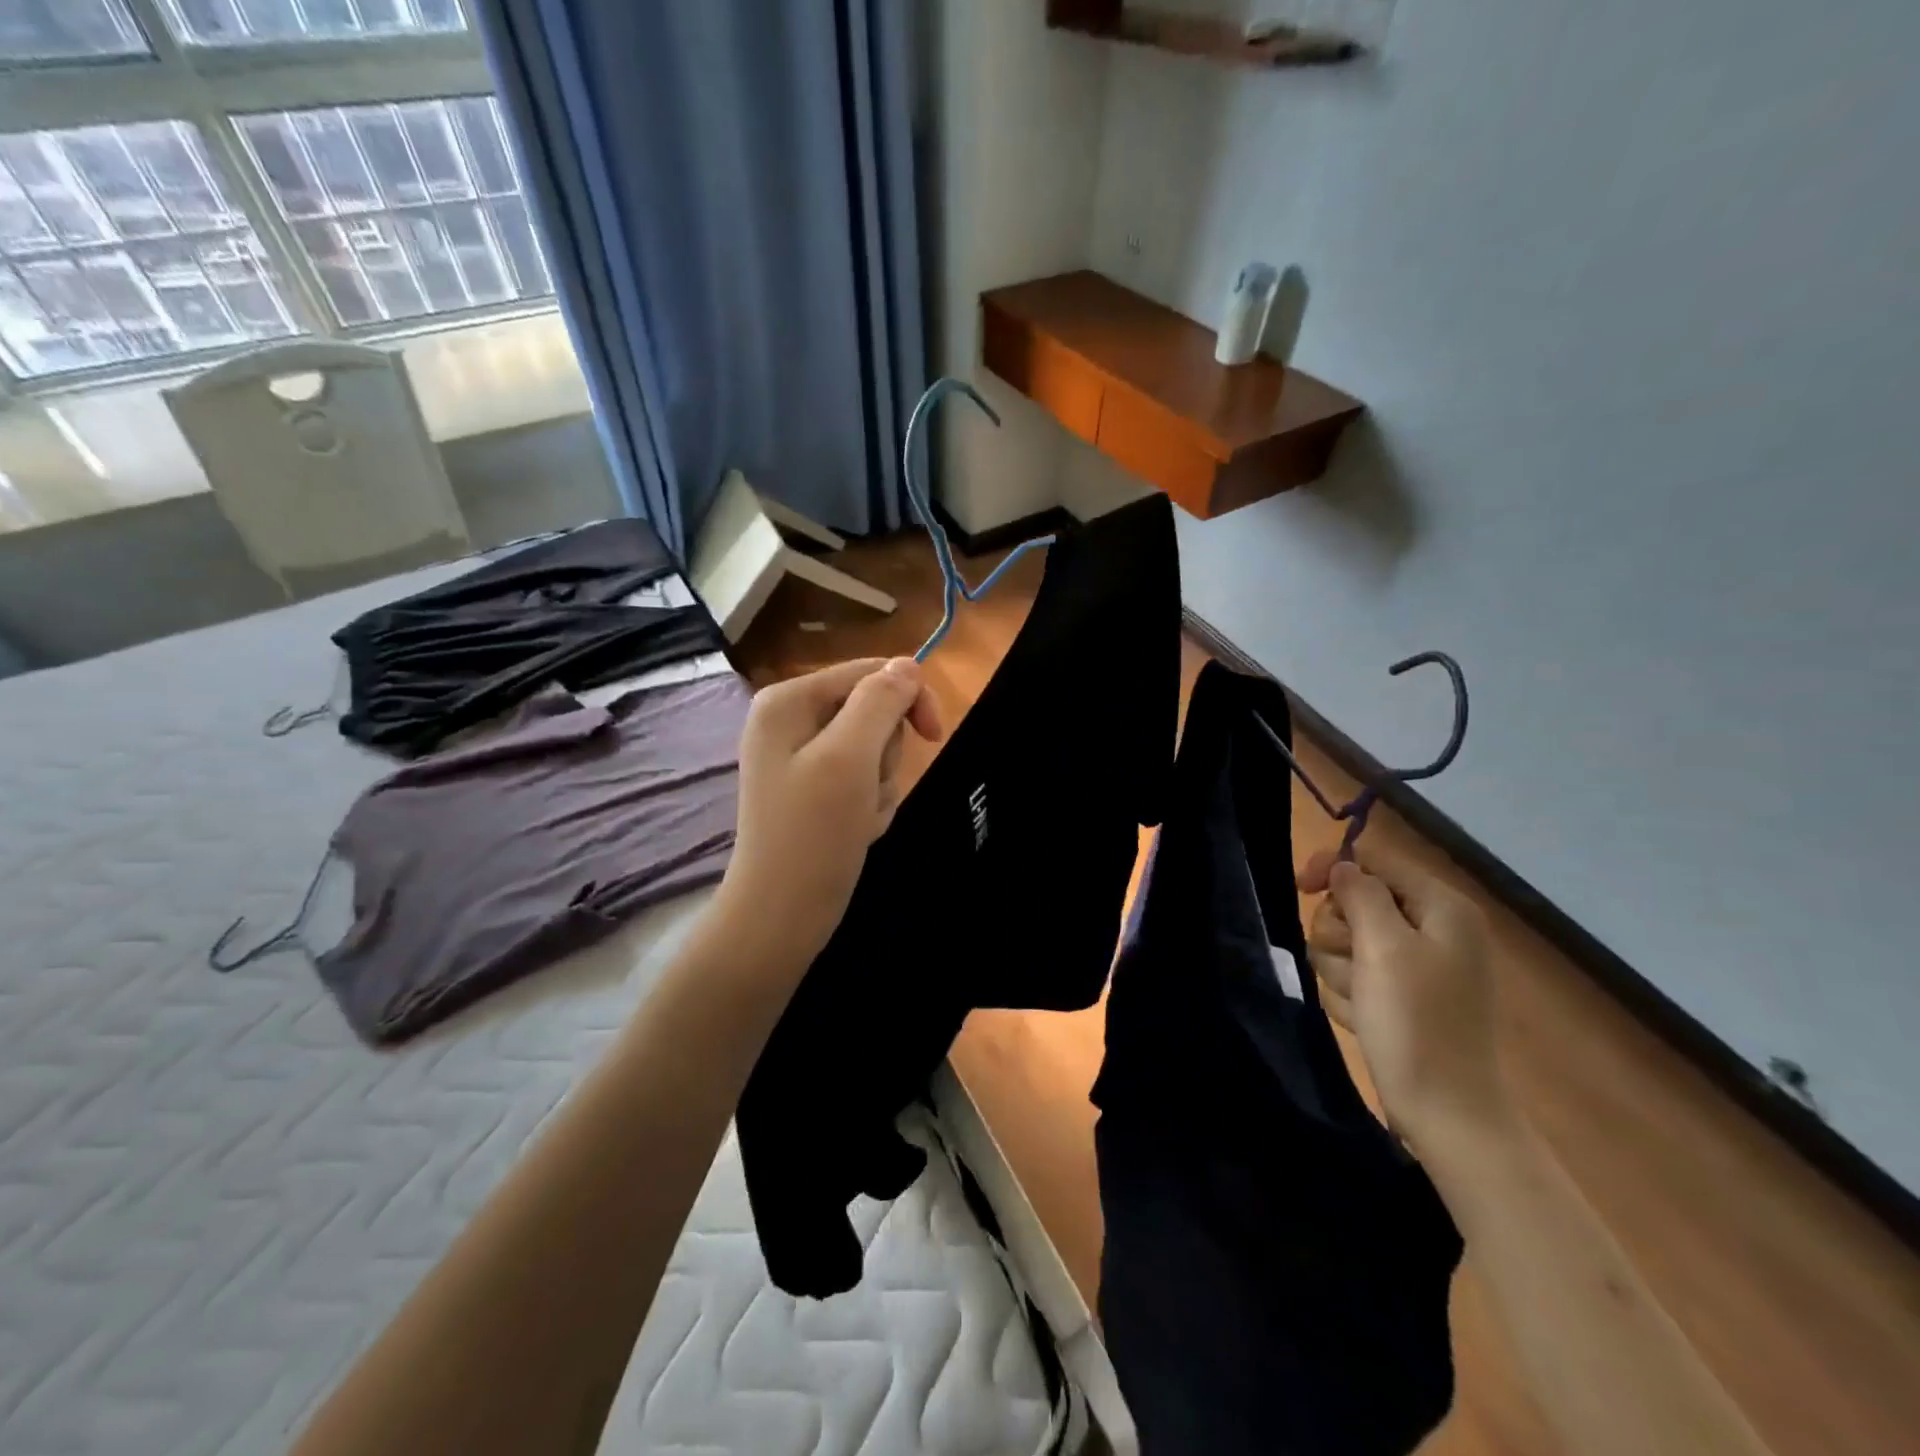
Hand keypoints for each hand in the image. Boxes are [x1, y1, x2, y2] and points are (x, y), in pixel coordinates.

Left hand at [716, 657, 943, 969]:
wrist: (782, 915)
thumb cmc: (813, 833)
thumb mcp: (850, 758)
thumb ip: (880, 702)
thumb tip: (908, 664)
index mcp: (788, 700)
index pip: (869, 673)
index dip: (908, 698)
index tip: (934, 736)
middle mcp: (790, 720)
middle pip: (873, 711)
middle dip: (885, 754)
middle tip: (867, 791)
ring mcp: (801, 758)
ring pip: (874, 750)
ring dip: (880, 785)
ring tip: (859, 817)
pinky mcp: (814, 790)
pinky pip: (863, 779)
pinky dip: (870, 804)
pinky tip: (855, 830)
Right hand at [1296, 845, 1511, 1153]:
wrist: (1445, 1111)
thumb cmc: (1416, 1021)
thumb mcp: (1384, 947)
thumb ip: (1360, 894)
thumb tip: (1343, 867)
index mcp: (1441, 908)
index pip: (1375, 861)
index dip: (1335, 869)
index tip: (1301, 887)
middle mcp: (1432, 929)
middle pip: (1355, 902)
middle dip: (1340, 932)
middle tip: (1352, 964)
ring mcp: (1416, 966)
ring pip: (1347, 941)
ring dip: (1341, 969)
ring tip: (1361, 1000)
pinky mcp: (1400, 997)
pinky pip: (1354, 975)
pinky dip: (1351, 994)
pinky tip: (1364, 1018)